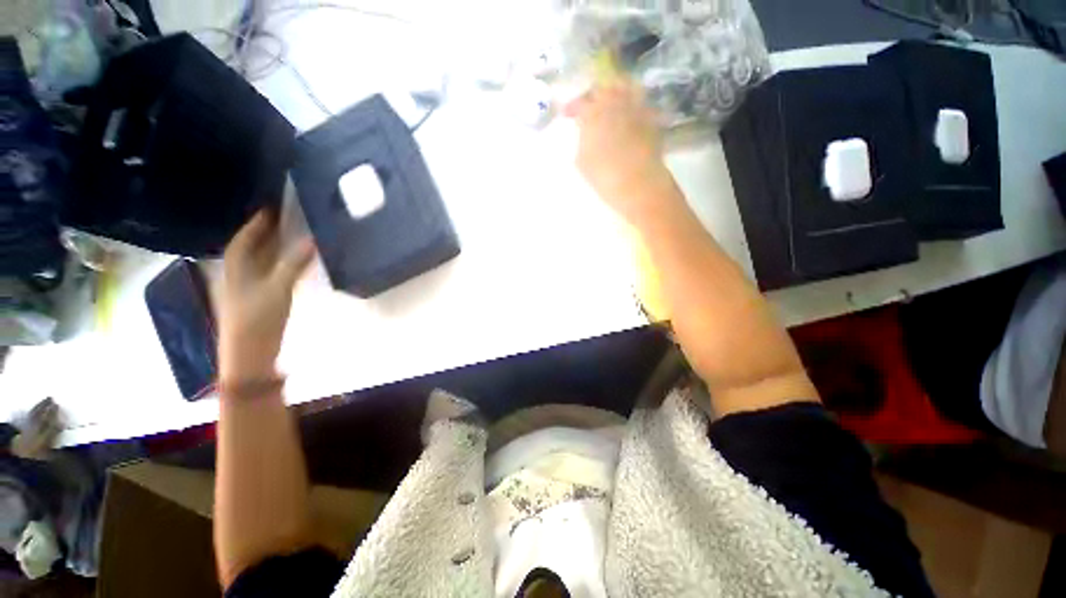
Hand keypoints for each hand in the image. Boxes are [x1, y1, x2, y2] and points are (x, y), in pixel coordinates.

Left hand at [219, 211, 314, 383]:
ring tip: (292, 232)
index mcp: (238, 266)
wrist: (250, 353)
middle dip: (266, 230)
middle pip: (252, 245)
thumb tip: (312, 240)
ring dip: (274, 245)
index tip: (273, 206)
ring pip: (262, 258)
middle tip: (286, 215)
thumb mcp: (277, 288)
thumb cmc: (258, 318)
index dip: (258, 221)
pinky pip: (271, 271)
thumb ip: (294, 264)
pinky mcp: (261, 297)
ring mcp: (250, 286)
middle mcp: (241, 272)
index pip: (246, 236)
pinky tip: (293, 261)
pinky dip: (281, 261)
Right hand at [565, 81, 679, 223]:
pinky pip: (640, 102)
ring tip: (609, 104)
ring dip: (614, 92)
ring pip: (625, 88)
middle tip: (588, 106)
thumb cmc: (605, 176)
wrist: (639, 184)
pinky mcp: (652, 118)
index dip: (572, 107)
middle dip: (592, 95)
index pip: (580, 103)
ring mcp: (636, 108)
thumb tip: (586, 133)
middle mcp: (616, 103)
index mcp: (594, 113)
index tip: (566, 114)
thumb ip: (582, 141)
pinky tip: (628, 115)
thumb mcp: (583, 162)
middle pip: (603, 88)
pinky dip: (632, 104)